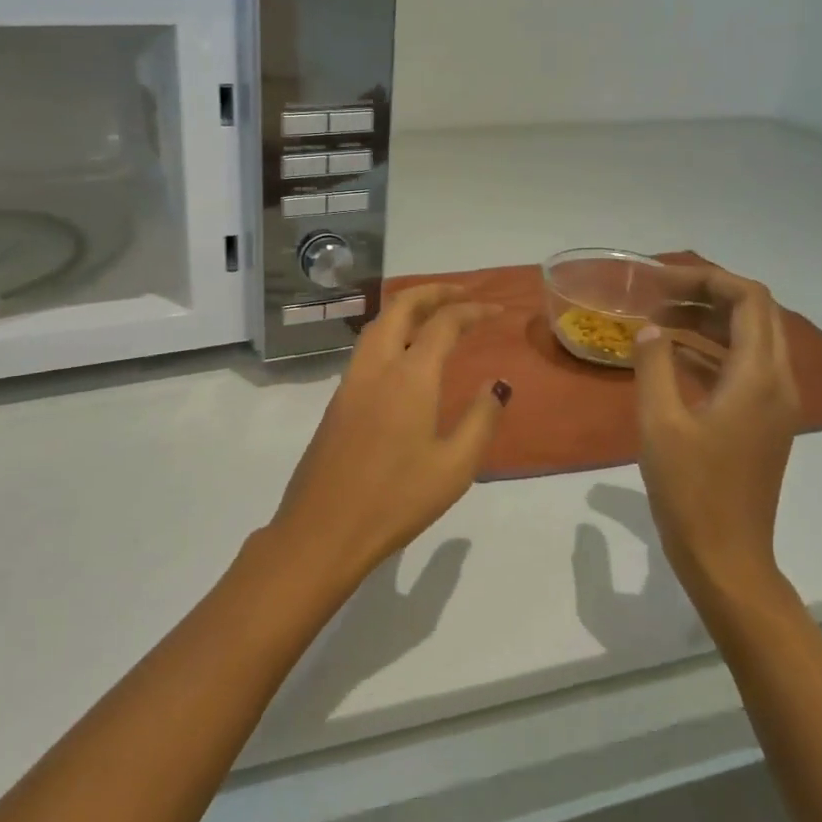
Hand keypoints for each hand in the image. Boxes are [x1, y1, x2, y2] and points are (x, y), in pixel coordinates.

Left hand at [269, 284, 510, 588]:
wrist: (323, 529)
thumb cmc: (397, 500)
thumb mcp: (454, 467)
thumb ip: (481, 419)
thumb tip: (499, 384)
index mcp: (409, 377)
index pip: (443, 323)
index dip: (472, 310)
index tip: (497, 309)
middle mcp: (376, 367)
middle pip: (400, 307)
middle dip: (433, 292)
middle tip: (463, 294)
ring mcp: (351, 381)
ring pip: (378, 324)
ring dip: (407, 308)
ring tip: (435, 314)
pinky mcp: (338, 399)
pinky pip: (367, 347)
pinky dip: (390, 331)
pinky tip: (404, 353)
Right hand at [633, 267, 799, 601]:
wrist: (726, 555)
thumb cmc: (691, 489)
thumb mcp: (659, 422)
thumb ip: (654, 366)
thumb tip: (649, 329)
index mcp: (758, 378)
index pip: (750, 300)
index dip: (709, 279)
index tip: (662, 282)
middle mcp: (777, 383)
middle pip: (755, 314)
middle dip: (707, 294)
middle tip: (657, 295)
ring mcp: (773, 404)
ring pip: (749, 340)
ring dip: (707, 321)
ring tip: (656, 319)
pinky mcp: (762, 422)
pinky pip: (741, 368)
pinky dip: (709, 350)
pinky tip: (669, 354)